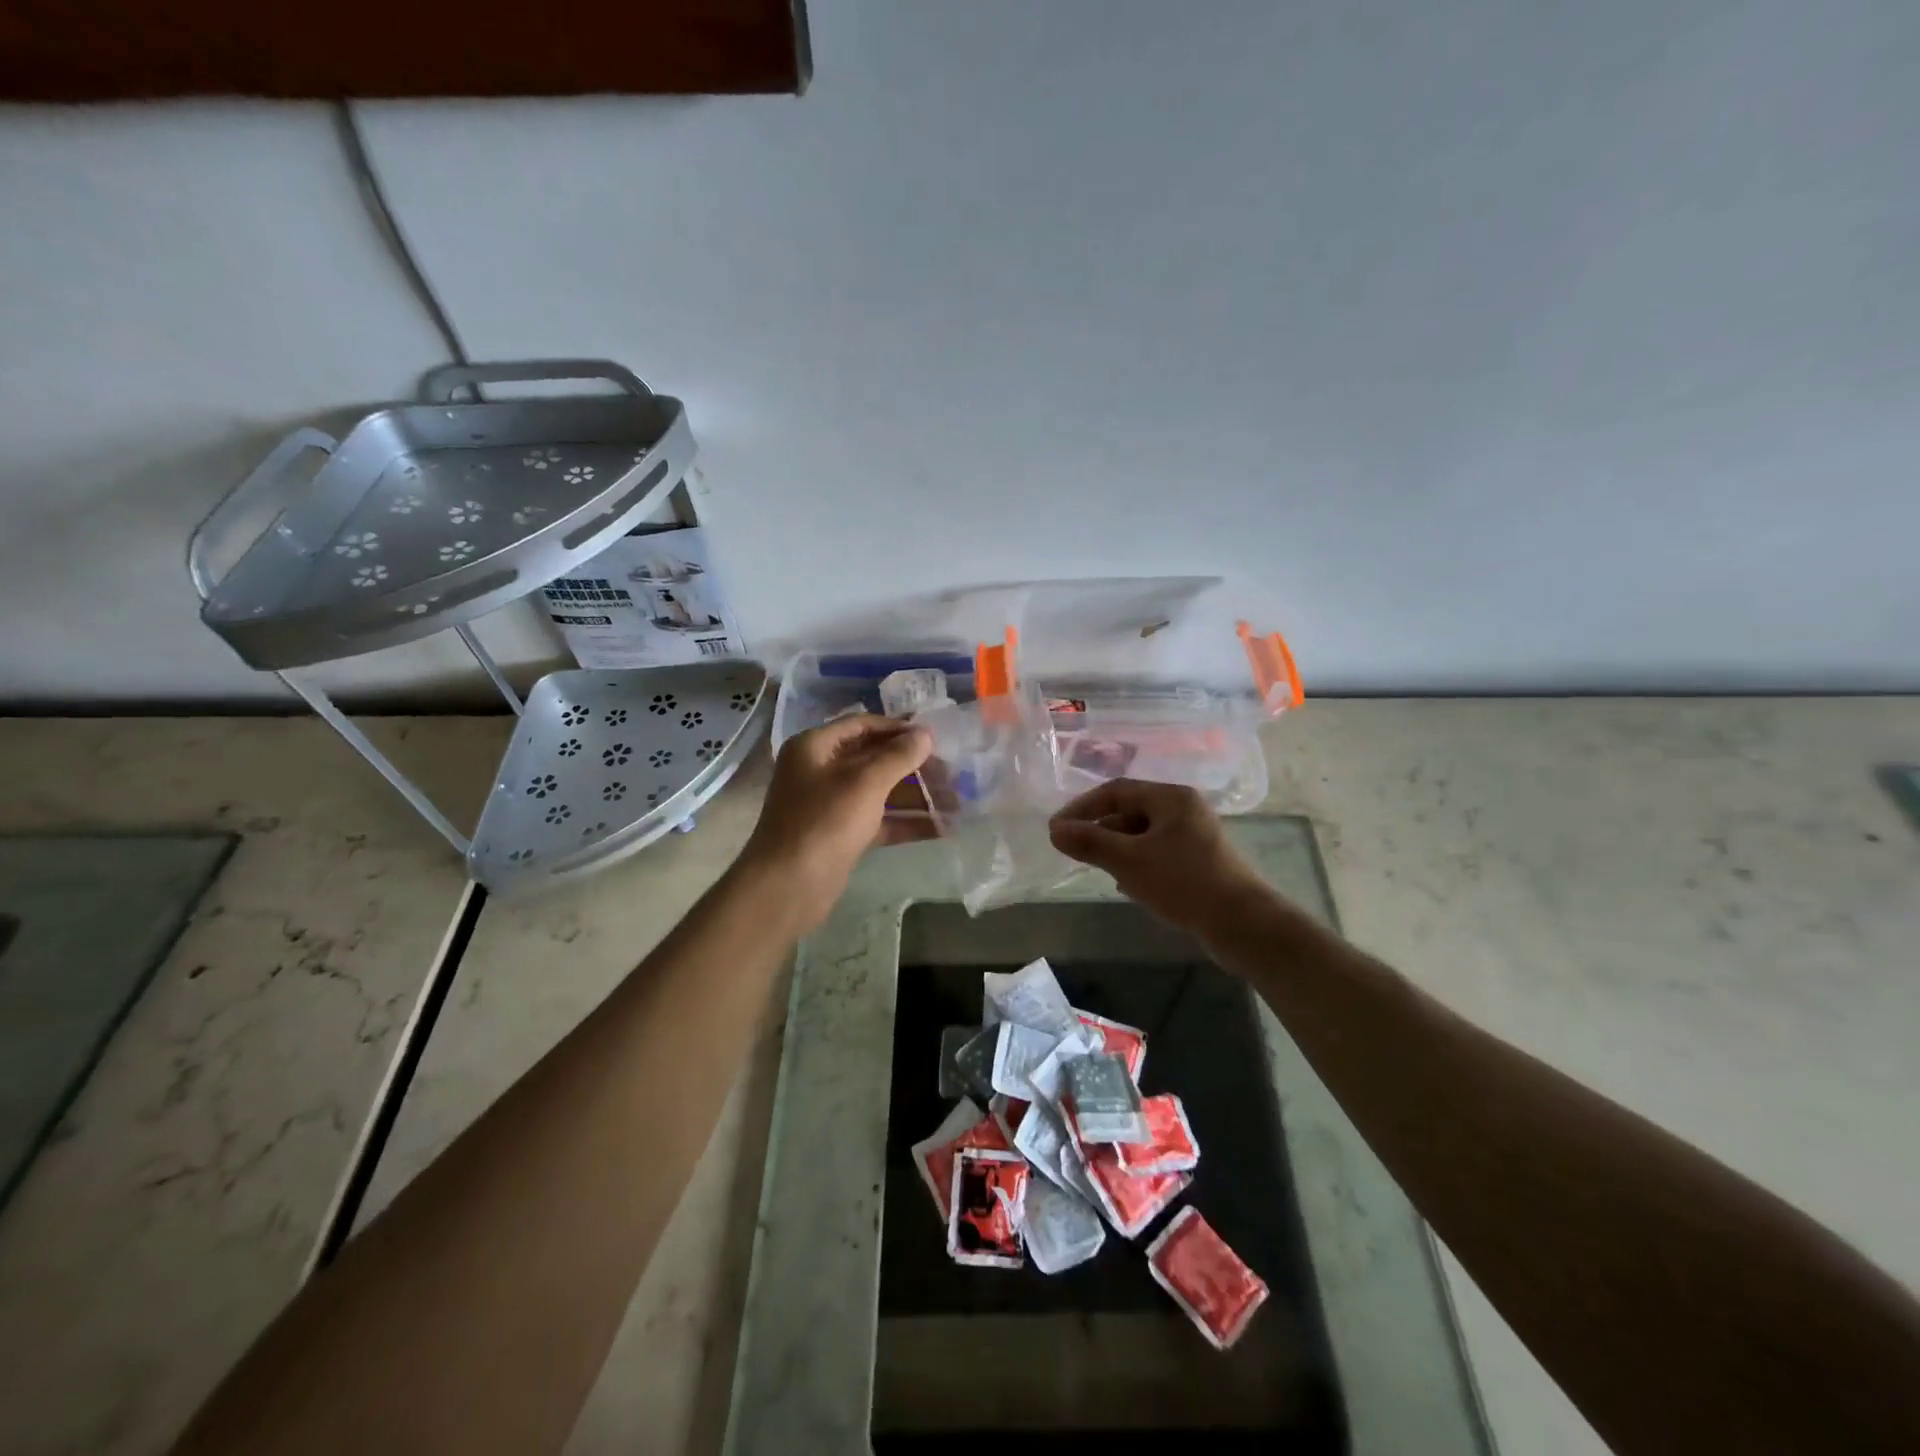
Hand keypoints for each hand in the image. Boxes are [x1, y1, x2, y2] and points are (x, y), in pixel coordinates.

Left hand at [738, 715, 931, 931]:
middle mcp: (821, 770)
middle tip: (952, 772)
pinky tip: (941, 827)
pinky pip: (879, 820)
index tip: (936, 737)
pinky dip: (906, 822)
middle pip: (874, 758)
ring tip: (955, 801)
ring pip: (880, 791)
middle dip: (913, 766)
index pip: (863, 725)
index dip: (899, 728)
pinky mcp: (841, 834)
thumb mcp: (865, 783)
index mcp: (816, 747)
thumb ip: (898, 756)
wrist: (788, 886)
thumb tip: (925, 734)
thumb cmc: (824, 822)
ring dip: (916, 796)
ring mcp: (831, 804)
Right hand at [1048, 779, 1271, 937]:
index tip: (1057, 829)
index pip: (1116, 791)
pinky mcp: (1199, 862)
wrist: (1242, 924)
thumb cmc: (1183, 882)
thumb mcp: (1129, 861)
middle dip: (1100, 830)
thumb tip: (1055, 831)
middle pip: (1130, 811)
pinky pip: (1157, 854)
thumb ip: (1090, 842)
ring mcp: (1194, 836)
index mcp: (1171, 797)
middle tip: (1074, 850)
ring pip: (1142, 835)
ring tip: (1099, 869)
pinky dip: (1136, 863)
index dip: (1082, 808)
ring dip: (1117, 849)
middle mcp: (1184, 809)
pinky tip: (1127, 886)